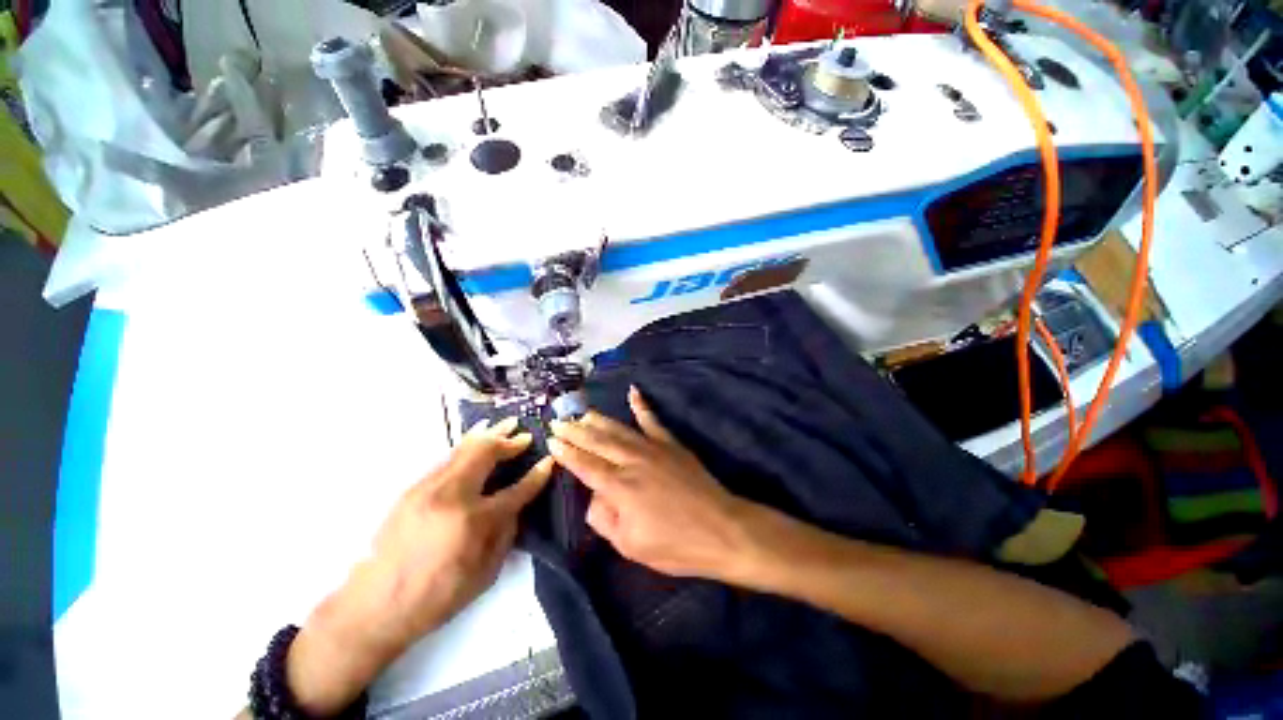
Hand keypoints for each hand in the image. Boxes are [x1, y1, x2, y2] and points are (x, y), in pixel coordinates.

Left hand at [286, 418, 552, 715]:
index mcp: (473, 522)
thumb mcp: (484, 575)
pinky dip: (467, 445)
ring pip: (464, 449)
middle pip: (486, 454)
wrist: (373, 606)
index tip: (550, 460)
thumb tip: (515, 507)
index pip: (516, 490)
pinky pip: (448, 459)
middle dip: (509, 441)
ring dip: (488, 435)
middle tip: (524, 435)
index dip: (537, 474)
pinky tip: (475, 439)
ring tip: (505, 424)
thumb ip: (505, 535)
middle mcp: (452, 496)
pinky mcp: (412, 489)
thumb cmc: (436, 597)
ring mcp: (428, 488)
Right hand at [547, 386, 756, 580]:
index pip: (585, 465)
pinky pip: (652, 420)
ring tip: (582, 412)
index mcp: (619, 487)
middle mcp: (632, 461)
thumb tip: (594, 495)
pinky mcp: (670, 444)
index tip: (551, 440)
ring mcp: (653, 448)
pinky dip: (642, 405)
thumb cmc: (674, 544)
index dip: (567, 452)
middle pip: (598, 442)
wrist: (720, 528)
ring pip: (619, 429)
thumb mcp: (630, 545)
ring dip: (598, 419)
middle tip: (558, 421)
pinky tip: (633, 391)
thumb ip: (604, 518)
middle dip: (575, 431)